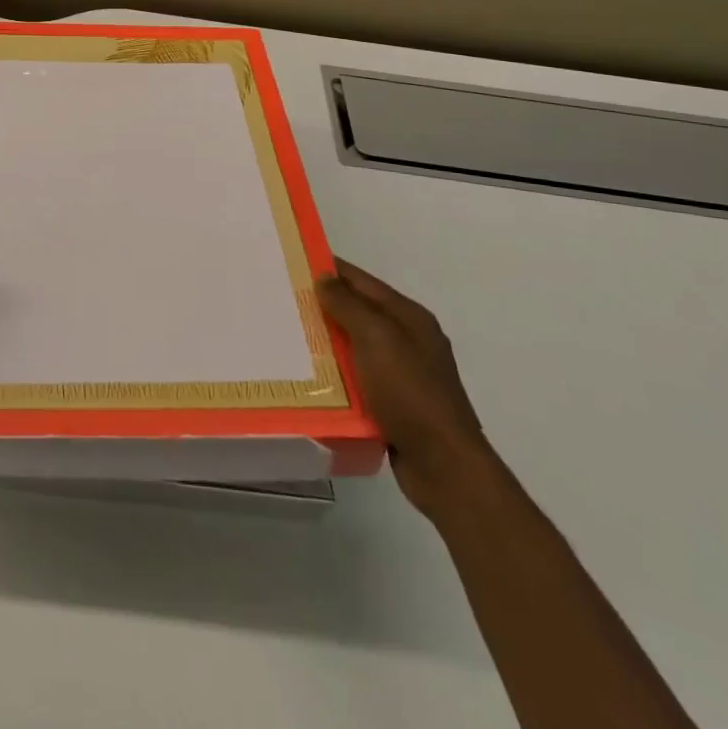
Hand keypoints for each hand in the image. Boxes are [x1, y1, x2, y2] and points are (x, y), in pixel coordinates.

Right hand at [315, 257, 493, 520]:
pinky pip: (359, 378)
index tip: (294, 262)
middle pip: (360, 312)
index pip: (362, 281)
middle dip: (325, 306)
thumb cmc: (410, 393)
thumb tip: (325, 277)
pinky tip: (312, 377)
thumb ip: (348, 305)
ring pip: (357, 347)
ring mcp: (405, 374)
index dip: (330, 269)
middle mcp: (410, 340)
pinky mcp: (396, 405)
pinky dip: (338, 374)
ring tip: (289, 337)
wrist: (444, 466)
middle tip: (283, 300)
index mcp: (410, 318)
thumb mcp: (376, 338)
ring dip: (329, 342)